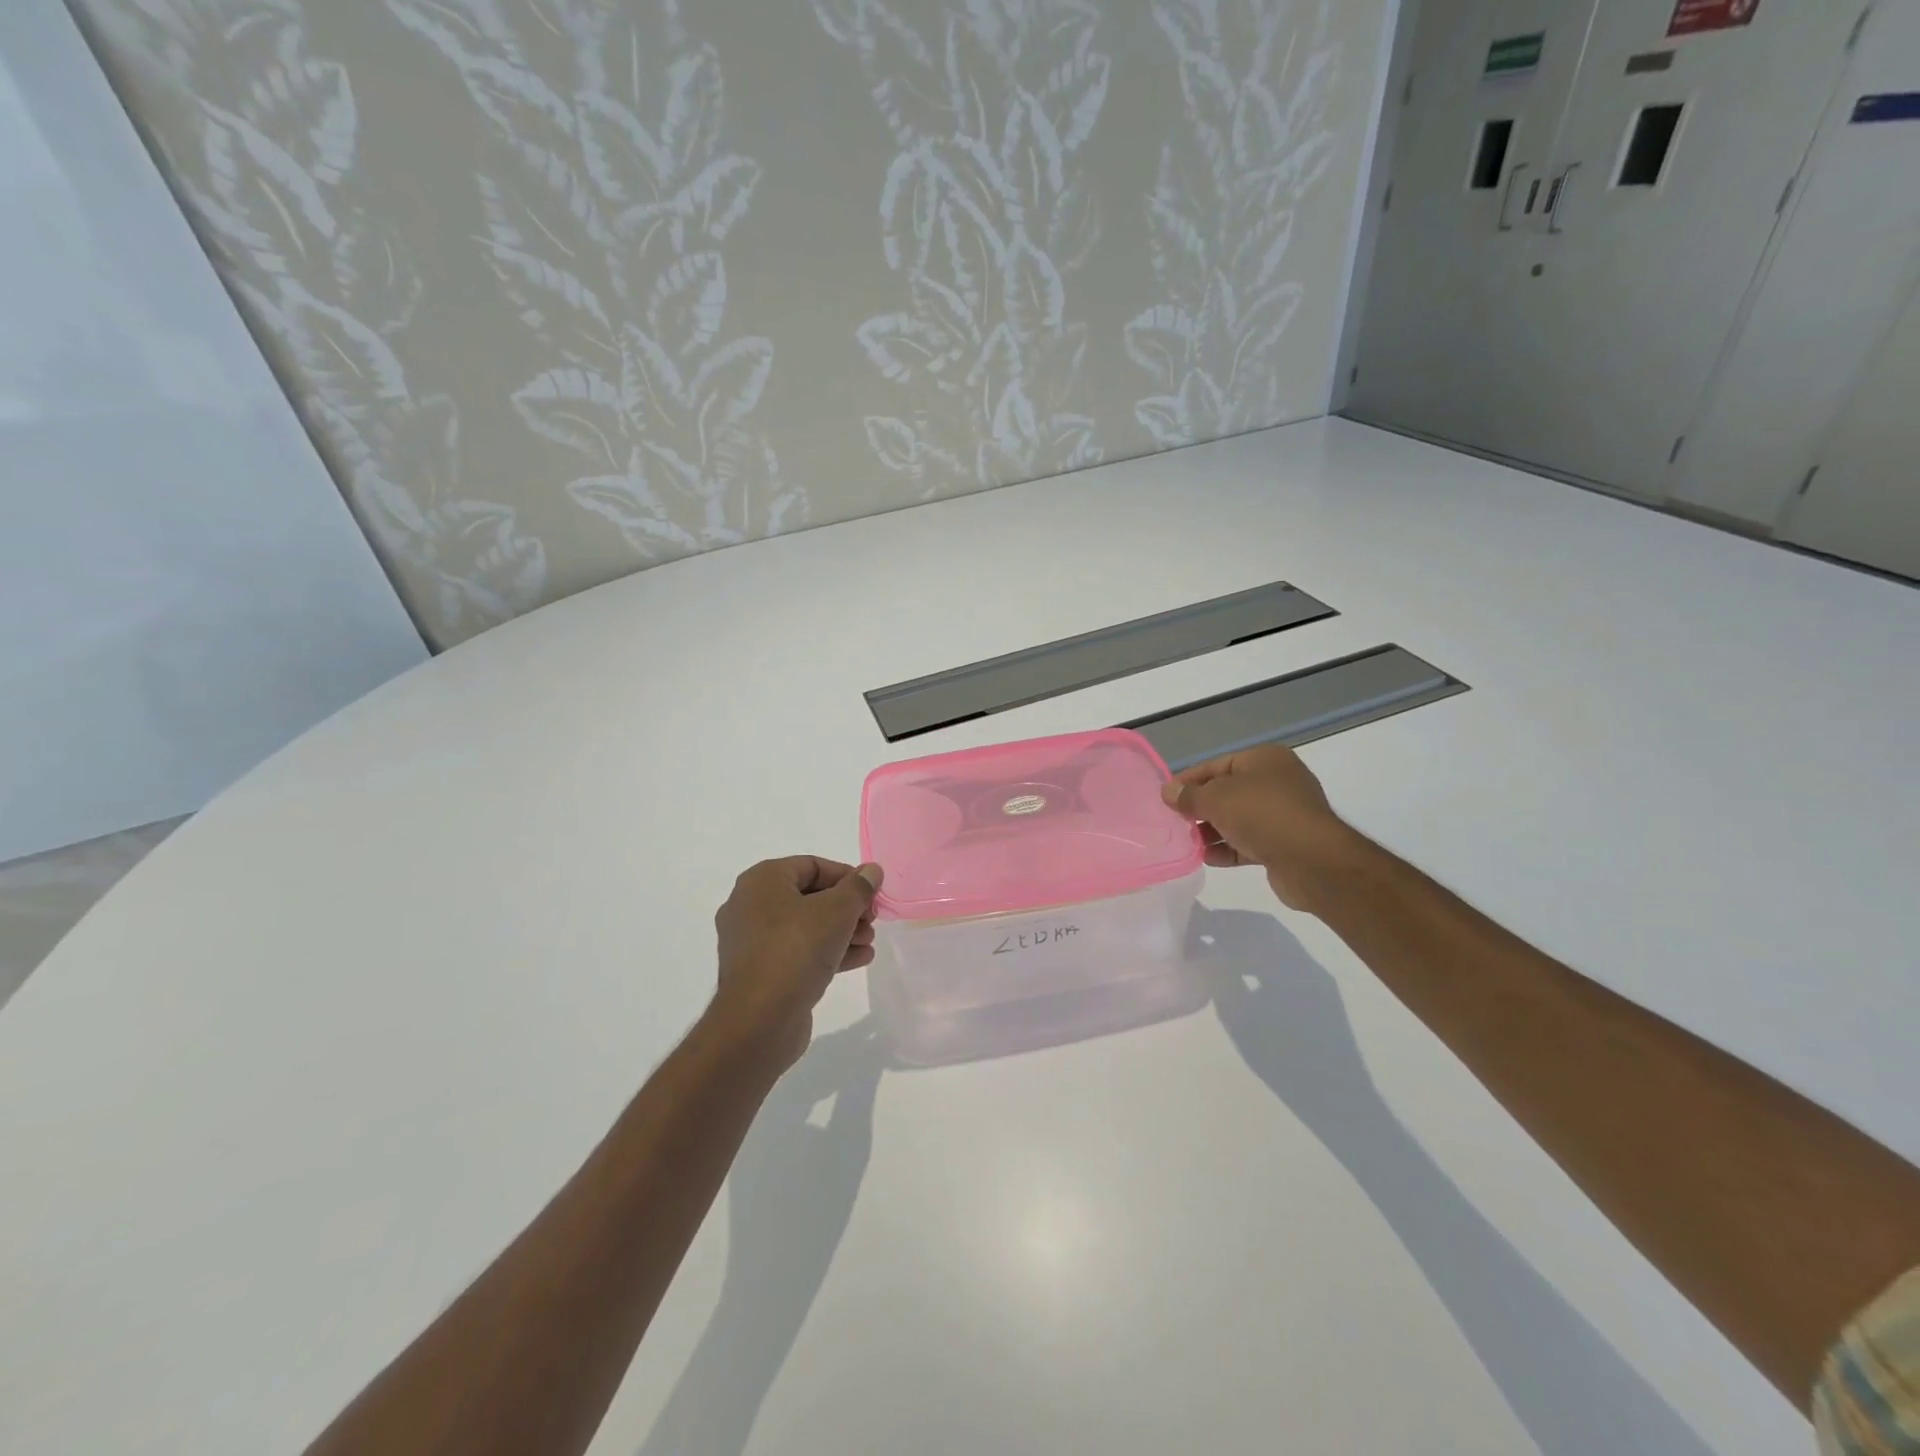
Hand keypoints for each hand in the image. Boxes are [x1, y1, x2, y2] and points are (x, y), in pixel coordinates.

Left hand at [709, 858, 883, 1069]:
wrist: (759, 1021)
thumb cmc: (796, 950)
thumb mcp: (837, 911)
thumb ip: (858, 887)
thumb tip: (871, 870)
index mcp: (762, 881)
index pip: (812, 866)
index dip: (847, 876)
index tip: (872, 893)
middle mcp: (751, 906)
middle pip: (809, 896)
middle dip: (846, 907)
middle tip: (872, 920)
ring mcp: (752, 942)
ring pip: (805, 926)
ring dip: (842, 931)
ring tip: (870, 942)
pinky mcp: (761, 972)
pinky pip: (798, 952)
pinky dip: (827, 952)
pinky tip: (859, 959)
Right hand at [1160, 744, 1368, 911]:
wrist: (1311, 860)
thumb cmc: (1260, 814)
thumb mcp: (1215, 798)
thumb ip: (1188, 795)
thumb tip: (1167, 791)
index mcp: (1265, 759)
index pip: (1216, 765)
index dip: (1189, 780)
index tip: (1166, 797)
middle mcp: (1278, 781)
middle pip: (1227, 792)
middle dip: (1200, 808)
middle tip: (1175, 821)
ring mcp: (1284, 814)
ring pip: (1238, 819)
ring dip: (1212, 830)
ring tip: (1189, 842)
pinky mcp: (1286, 843)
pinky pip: (1250, 841)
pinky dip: (1229, 848)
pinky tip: (1208, 858)